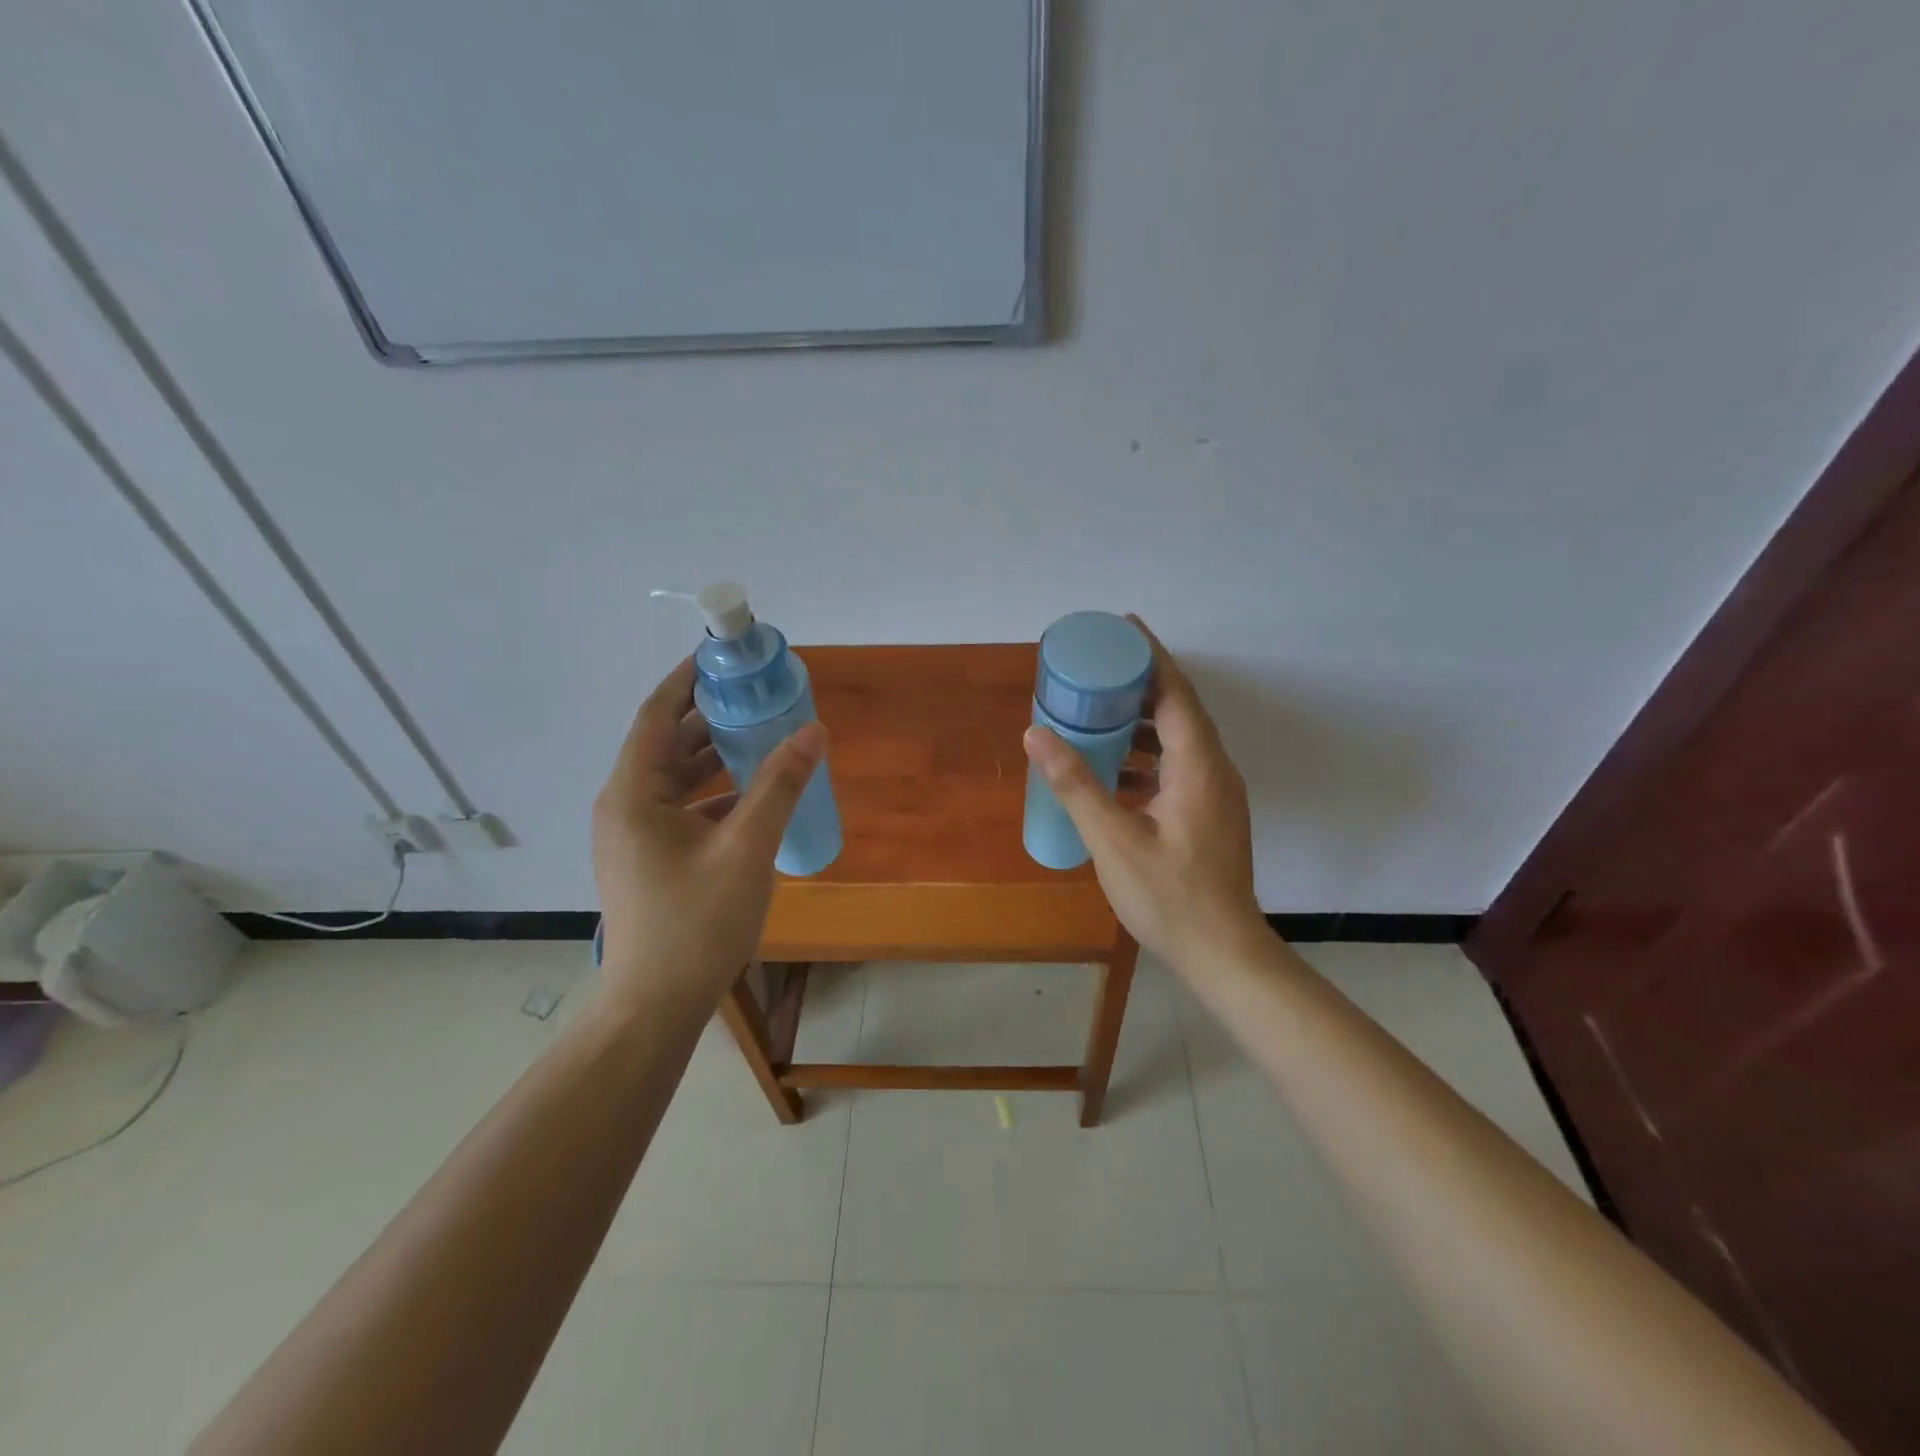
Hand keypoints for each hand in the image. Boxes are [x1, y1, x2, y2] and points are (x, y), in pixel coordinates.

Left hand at [592, 658, 824, 1009]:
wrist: (657, 1006)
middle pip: (667, 744)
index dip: (688, 680)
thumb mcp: (746, 849)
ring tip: (763, 736)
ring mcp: (635, 837)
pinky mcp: (649, 860)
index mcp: (633, 794)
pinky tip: (754, 796)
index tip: (722, 656)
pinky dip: (715, 794)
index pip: (657, 715)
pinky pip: (682, 809)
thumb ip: (779, 786)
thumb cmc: (696, 923)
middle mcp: (626, 807)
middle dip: (711, 716)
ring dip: (716, 756)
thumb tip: (812, 731)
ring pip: (676, 779)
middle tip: (757, 696)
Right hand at [1022, 619, 1263, 968]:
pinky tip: (1114, 769)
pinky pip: (1178, 766)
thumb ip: (1075, 784)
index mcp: (1198, 766)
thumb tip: (1036, 733)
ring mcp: (1216, 794)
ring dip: (1142, 721)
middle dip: (1141, 683)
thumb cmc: (1170, 897)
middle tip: (1097, 668)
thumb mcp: (1114, 840)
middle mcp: (1215, 770)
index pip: (1176, 692)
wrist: (1223, 953)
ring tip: (1099, 711)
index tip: (1122, 627)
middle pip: (1180, 709)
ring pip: (1179, 739)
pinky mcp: (1209, 814)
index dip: (1150, 655)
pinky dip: (1146, 755)